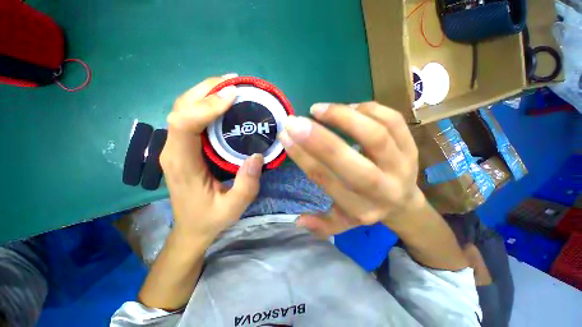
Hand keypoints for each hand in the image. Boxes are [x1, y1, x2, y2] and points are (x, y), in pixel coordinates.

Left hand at [160, 76, 263, 244]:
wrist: (188, 229)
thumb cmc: (207, 220)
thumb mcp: (232, 210)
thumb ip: (246, 185)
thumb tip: (257, 154)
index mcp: (181, 164)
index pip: (183, 123)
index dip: (205, 105)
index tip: (232, 96)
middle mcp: (171, 150)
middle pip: (180, 107)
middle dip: (205, 90)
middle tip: (234, 82)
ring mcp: (171, 145)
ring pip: (181, 107)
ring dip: (203, 92)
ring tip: (229, 86)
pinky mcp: (177, 144)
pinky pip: (185, 115)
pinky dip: (201, 101)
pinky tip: (219, 99)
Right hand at [279, 102, 424, 236]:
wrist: (406, 203)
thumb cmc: (368, 208)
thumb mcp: (345, 223)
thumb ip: (322, 225)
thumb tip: (297, 221)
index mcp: (363, 208)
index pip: (329, 181)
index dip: (304, 157)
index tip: (286, 135)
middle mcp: (384, 189)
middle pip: (353, 162)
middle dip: (320, 140)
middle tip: (296, 120)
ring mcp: (402, 165)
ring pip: (377, 136)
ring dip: (345, 116)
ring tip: (321, 109)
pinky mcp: (412, 146)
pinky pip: (393, 120)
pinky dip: (368, 109)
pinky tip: (351, 108)